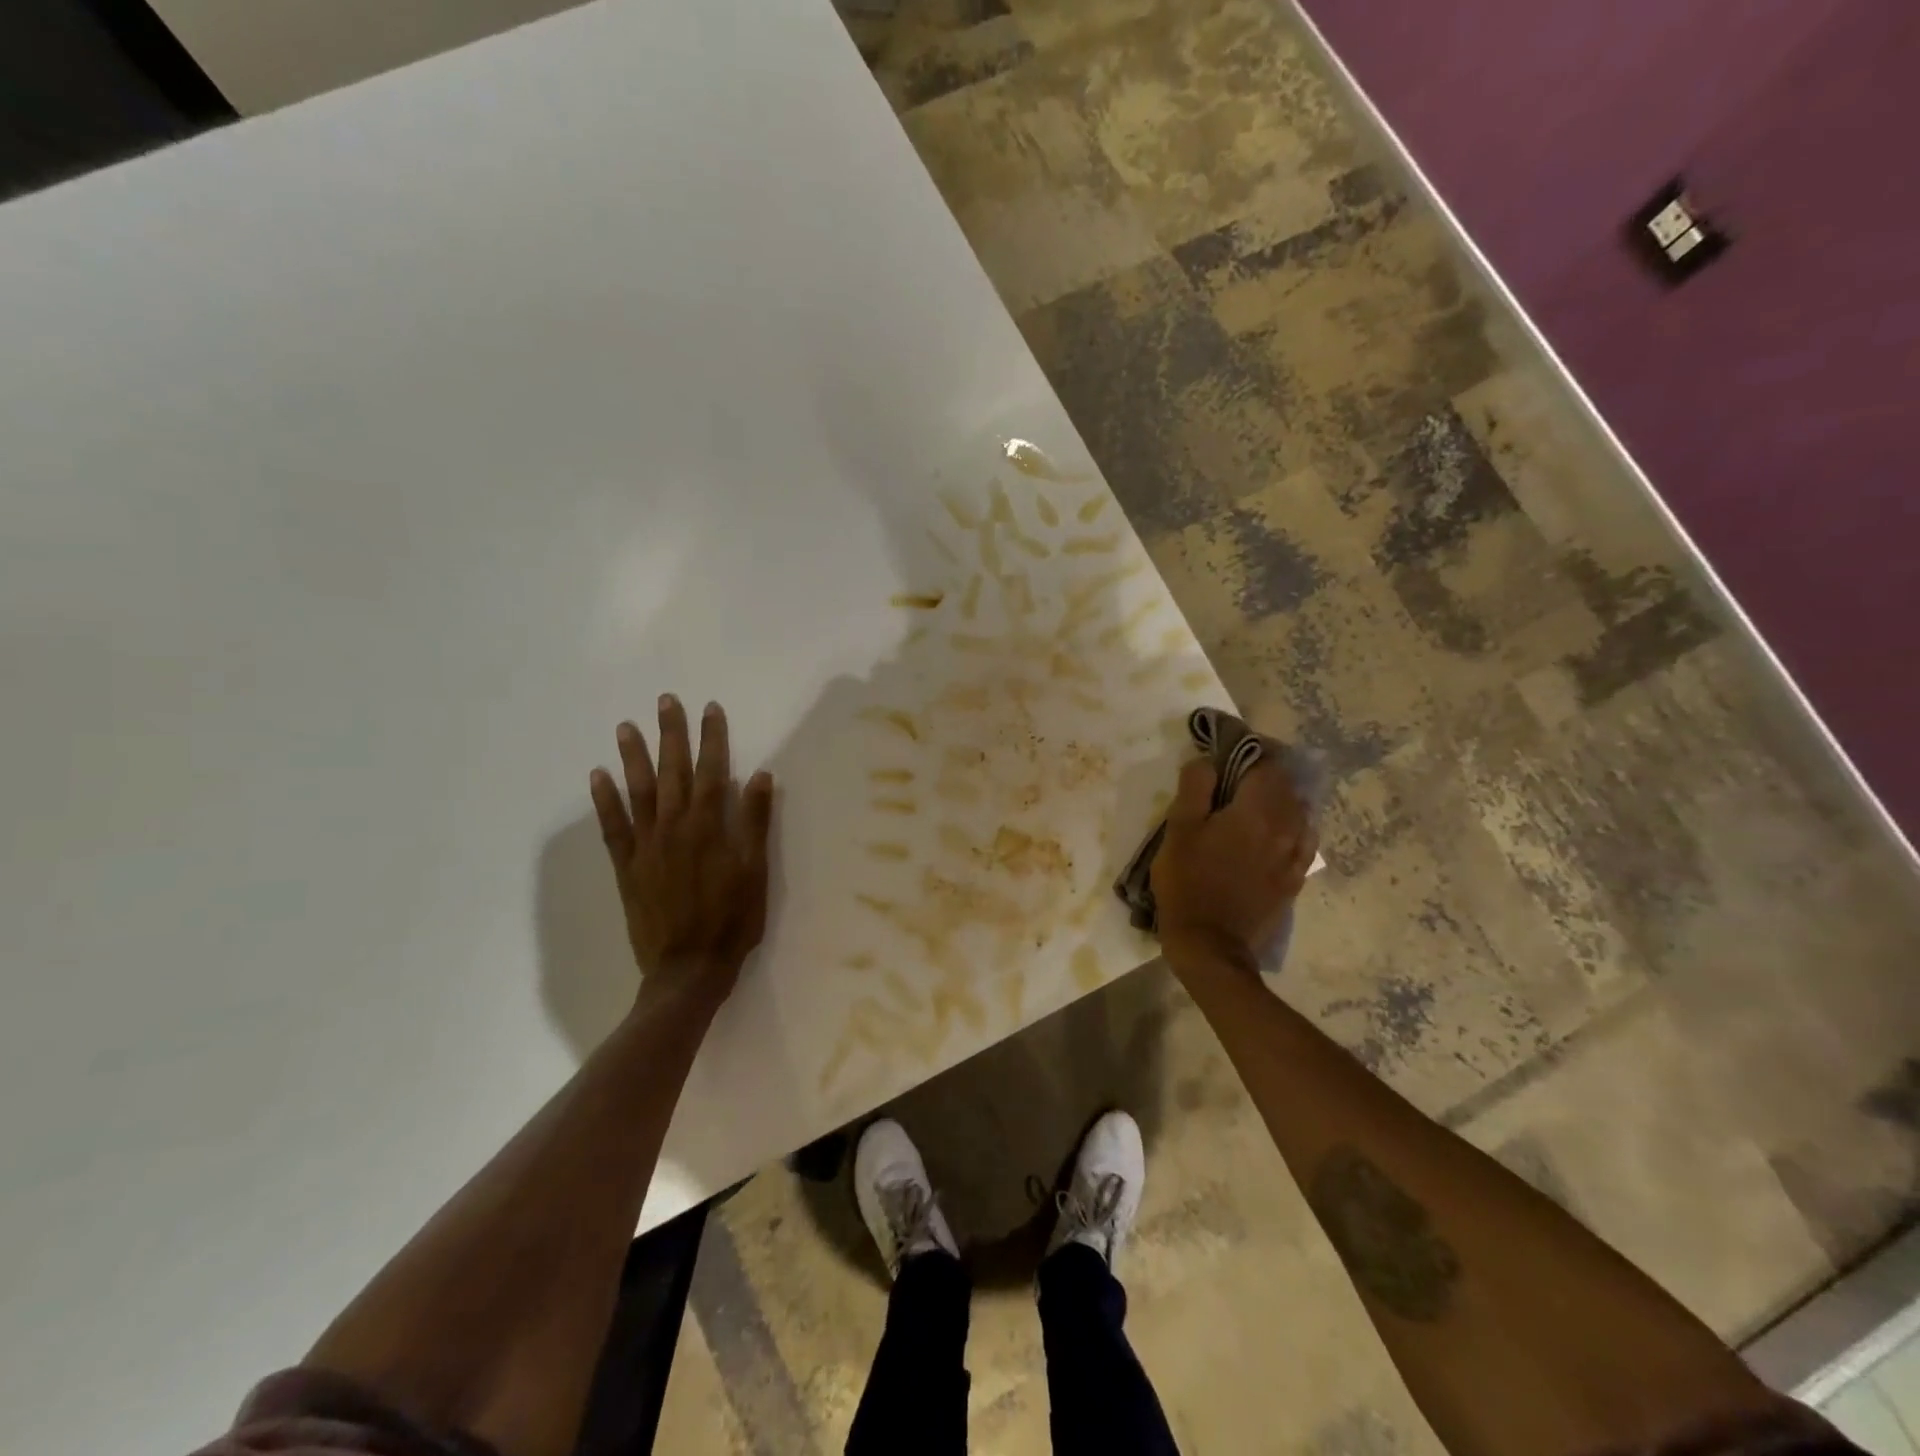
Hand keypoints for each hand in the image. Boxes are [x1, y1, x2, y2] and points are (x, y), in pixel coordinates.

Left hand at [588, 696, 775, 1017]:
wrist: (689, 968)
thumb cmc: (732, 919)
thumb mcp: (755, 871)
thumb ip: (754, 822)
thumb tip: (759, 775)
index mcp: (708, 827)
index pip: (711, 770)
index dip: (712, 738)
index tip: (710, 708)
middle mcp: (674, 827)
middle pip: (672, 772)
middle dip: (670, 734)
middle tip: (665, 701)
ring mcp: (646, 846)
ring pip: (639, 792)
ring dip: (633, 757)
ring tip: (626, 727)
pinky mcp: (627, 867)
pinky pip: (612, 828)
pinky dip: (604, 801)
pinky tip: (598, 777)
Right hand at [1151, 757, 1316, 974]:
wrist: (1211, 944)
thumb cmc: (1187, 882)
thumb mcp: (1178, 829)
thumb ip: (1195, 787)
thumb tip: (1208, 761)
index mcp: (1256, 810)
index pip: (1266, 764)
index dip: (1248, 754)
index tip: (1228, 756)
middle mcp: (1285, 827)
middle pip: (1286, 786)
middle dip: (1264, 775)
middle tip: (1236, 778)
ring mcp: (1295, 855)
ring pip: (1299, 812)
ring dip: (1280, 801)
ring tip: (1255, 805)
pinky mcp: (1295, 879)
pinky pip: (1303, 841)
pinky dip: (1292, 828)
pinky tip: (1276, 833)